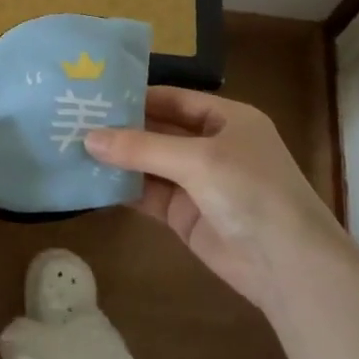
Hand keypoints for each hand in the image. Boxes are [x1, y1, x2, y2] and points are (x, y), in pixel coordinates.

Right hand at [86, 87, 358, 314]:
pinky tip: (90, 181)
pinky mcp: (184, 215)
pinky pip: (147, 195)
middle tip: (72, 120)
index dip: (137, 96)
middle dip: (121, 128)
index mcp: (227, 119)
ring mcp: (197, 182)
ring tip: (71, 148)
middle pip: (158, 131)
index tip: (94, 94)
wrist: (287, 264)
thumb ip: (142, 148)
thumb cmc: (251, 192)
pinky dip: (122, 189)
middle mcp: (212, 146)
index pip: (174, 99)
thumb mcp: (198, 160)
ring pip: (149, 164)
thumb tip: (89, 138)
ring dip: (117, 159)